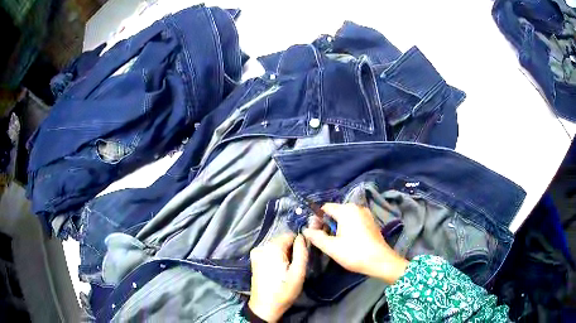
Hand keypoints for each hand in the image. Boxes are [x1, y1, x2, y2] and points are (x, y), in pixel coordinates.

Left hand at [248, 233, 307, 321]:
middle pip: (282, 241)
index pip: (290, 235)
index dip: (299, 244)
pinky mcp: (254, 260)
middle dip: (291, 250)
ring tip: (288, 270)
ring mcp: (256, 253)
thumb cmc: (284, 290)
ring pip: (276, 247)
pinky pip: (269, 253)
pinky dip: (276, 258)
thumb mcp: (298, 272)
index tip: (302, 257)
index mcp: (272, 247)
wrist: (265, 306)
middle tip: (295, 266)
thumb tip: (302, 237)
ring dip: (284, 255)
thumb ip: (301, 252)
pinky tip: (279, 271)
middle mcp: (261, 246)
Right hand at [303, 203, 407, 283]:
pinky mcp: (371, 222)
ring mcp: (366, 214)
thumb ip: (316, 237)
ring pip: (344, 217)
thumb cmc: (354, 253)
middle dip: (326, 223)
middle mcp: (357, 208)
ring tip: (334, 241)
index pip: (325, 208)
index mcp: (346, 210)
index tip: (314, 233)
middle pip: (335, 211)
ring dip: (336, 226)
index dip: (316, 219)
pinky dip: (347, 227)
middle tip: (323, 239)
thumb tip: (306, 230)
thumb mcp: (331, 247)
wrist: (381, 261)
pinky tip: (346, 241)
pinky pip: (354, 220)